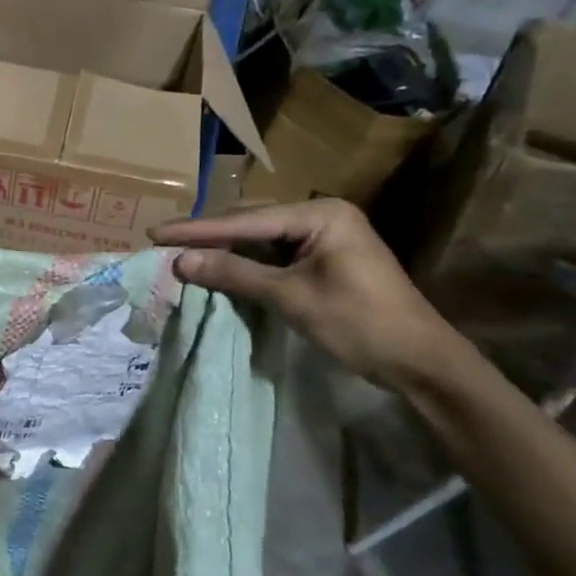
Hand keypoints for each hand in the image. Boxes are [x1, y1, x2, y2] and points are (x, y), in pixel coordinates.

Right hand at [151, 199, 462, 389]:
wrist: (421, 362)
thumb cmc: (359, 324)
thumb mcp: (291, 297)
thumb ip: (235, 274)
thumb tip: (180, 261)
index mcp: (320, 214)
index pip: (245, 221)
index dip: (197, 230)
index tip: (155, 232)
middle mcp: (322, 214)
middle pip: (251, 221)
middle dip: (208, 235)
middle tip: (163, 242)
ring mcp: (326, 236)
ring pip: (261, 236)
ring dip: (225, 248)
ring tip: (182, 252)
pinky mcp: (326, 258)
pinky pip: (275, 252)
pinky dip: (246, 261)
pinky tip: (219, 266)